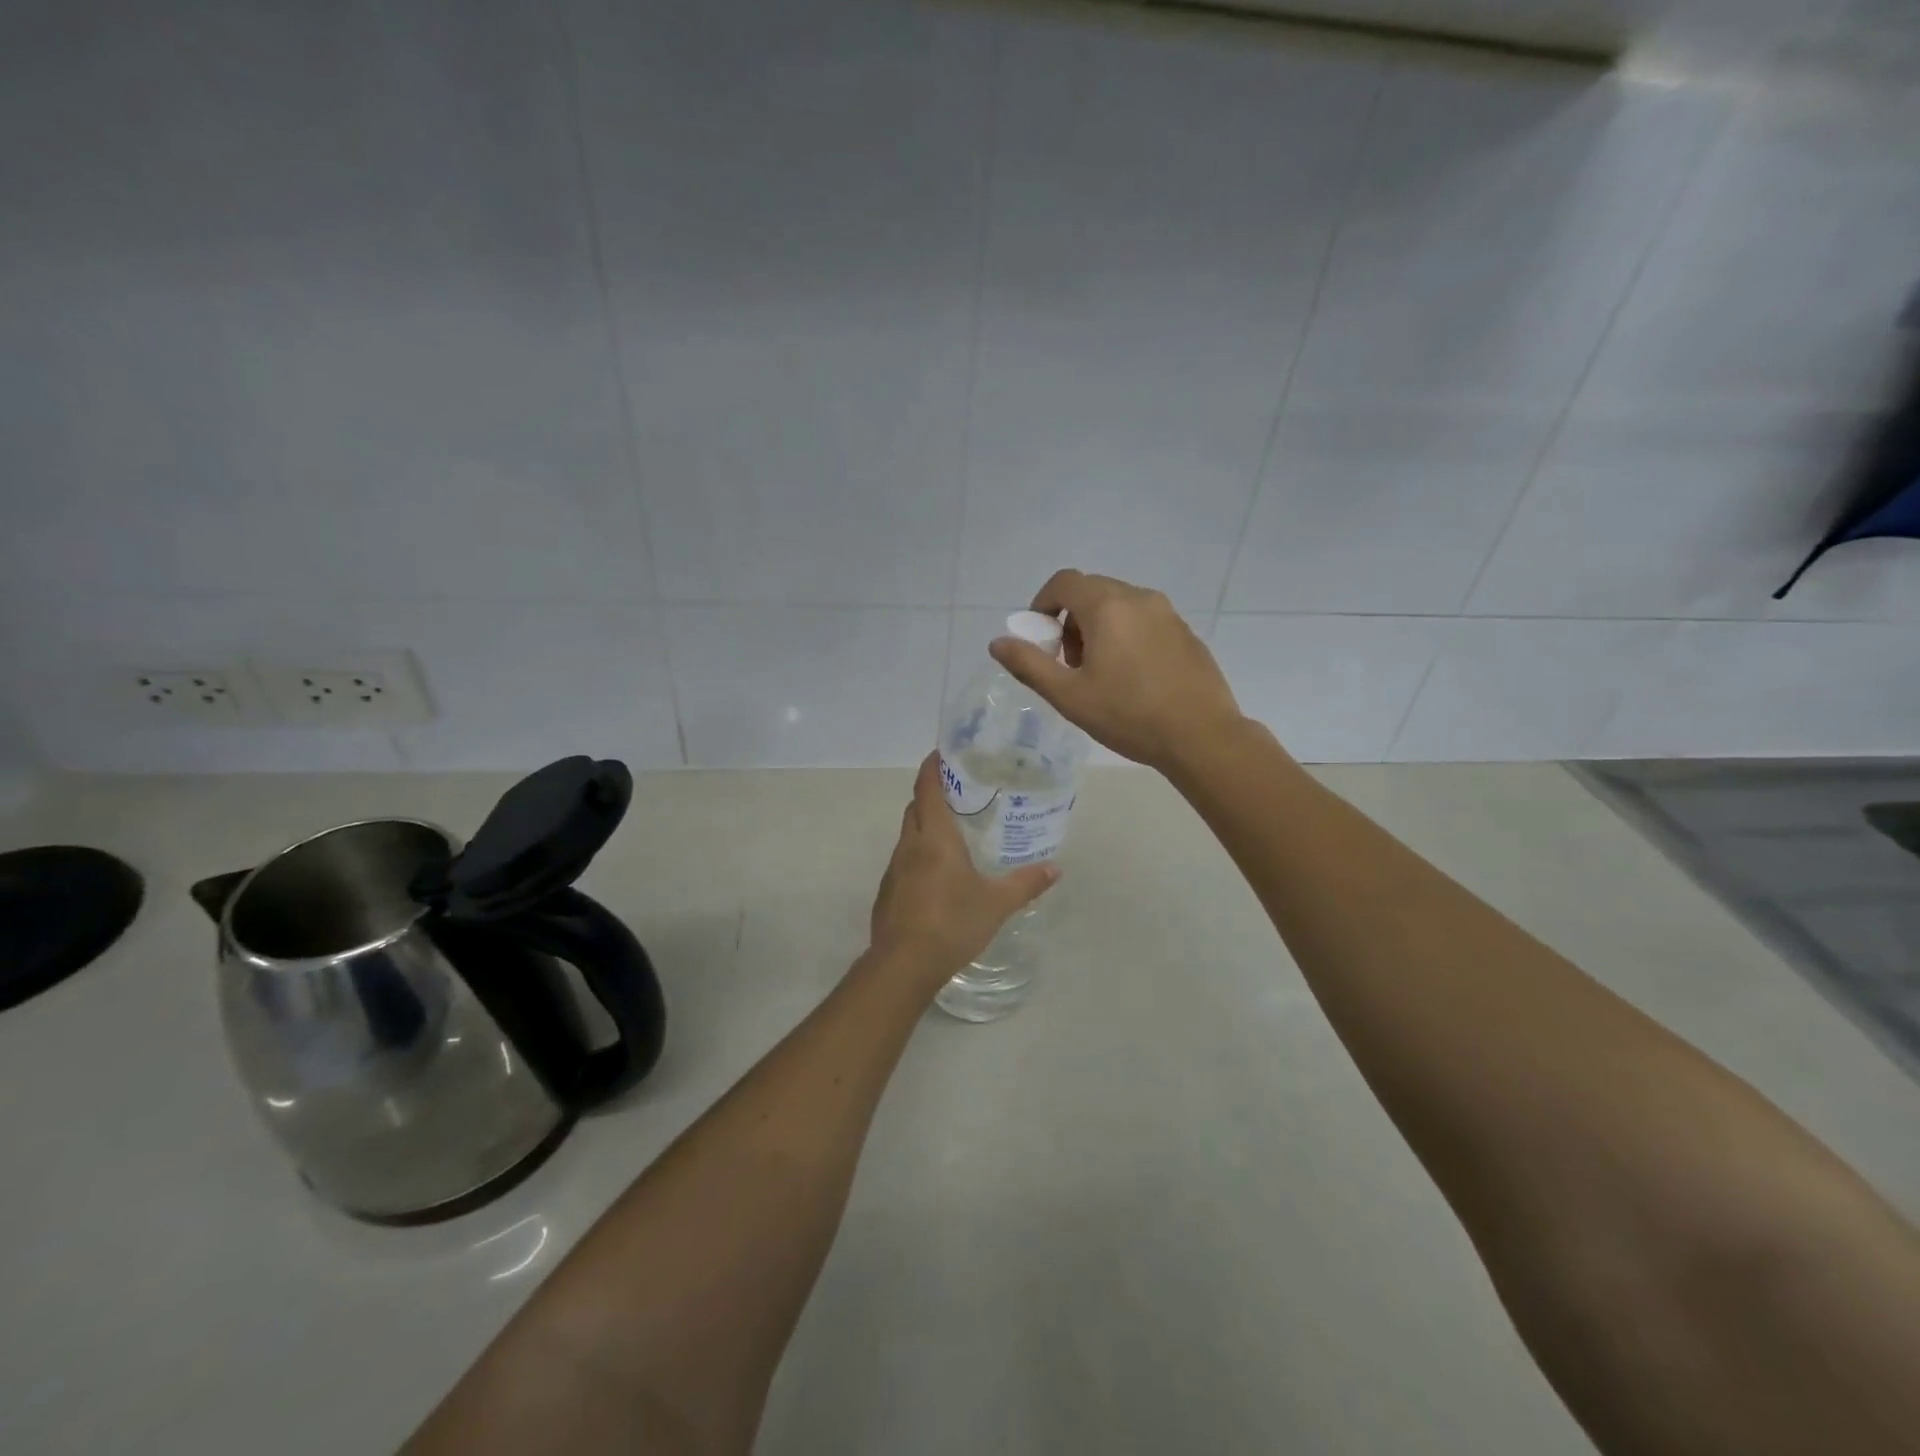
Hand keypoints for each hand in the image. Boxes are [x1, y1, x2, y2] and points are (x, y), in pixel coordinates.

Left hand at [867, 753, 1058, 985]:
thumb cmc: (952, 923)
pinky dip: (918, 855)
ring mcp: (894, 869)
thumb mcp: (996, 904)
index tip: (943, 753)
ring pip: (908, 834)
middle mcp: (909, 845)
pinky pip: (903, 861)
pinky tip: (937, 875)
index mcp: (934, 837)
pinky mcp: (887, 891)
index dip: (933, 766)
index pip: (928, 787)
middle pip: (915, 807)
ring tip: (953, 833)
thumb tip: (1055, 869)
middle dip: (932, 795)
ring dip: (925, 826)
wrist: (903, 964)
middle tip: (960, 794)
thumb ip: (1025, 884)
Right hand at [989, 569, 1243, 772]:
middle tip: (1068, 663)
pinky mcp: (1185, 632)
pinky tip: (1132, 678)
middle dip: (1070, 620)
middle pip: (1091, 591)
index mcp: (1108, 607)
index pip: (1064, 582)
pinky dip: (1126, 635)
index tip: (1039, 638)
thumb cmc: (1129, 716)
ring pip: (1119, 604)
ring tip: (1099, 673)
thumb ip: (1029, 665)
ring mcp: (1168, 614)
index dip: (1042, 604)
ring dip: (1097, 627)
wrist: (1201, 736)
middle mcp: (1139, 598)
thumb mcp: (1069, 696)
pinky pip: (1144, 620)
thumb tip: (997, 643)